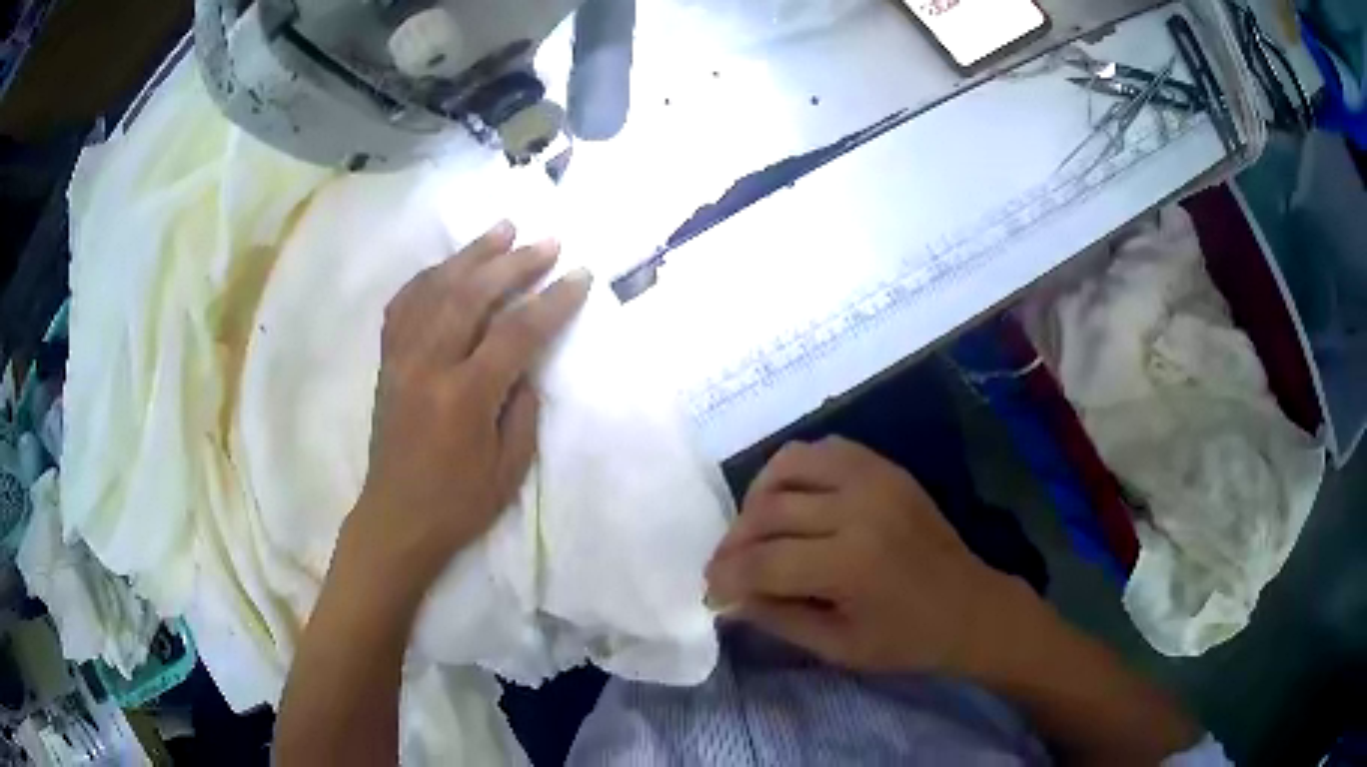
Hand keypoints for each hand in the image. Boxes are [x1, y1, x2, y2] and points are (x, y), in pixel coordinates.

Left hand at [345, 221, 590, 590]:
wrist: (396, 519)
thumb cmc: (457, 503)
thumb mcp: (508, 468)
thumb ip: (522, 408)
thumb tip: (525, 363)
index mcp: (464, 397)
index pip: (516, 333)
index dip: (552, 302)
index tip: (580, 276)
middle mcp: (428, 366)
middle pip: (471, 295)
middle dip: (513, 263)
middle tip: (546, 242)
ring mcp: (401, 359)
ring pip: (435, 289)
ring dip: (471, 255)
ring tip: (502, 229)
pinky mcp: (387, 361)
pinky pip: (403, 304)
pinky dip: (428, 277)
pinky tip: (448, 265)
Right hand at [705, 436, 1029, 674]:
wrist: (971, 606)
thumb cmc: (907, 640)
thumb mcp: (837, 647)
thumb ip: (776, 618)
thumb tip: (728, 597)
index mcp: (851, 564)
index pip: (763, 562)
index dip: (726, 578)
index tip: (710, 593)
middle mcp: (859, 508)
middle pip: (767, 511)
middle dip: (734, 543)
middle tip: (727, 568)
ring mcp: (875, 478)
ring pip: (787, 466)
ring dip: (758, 499)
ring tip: (755, 531)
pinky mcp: (885, 467)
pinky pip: (822, 449)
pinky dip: (793, 471)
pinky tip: (790, 501)